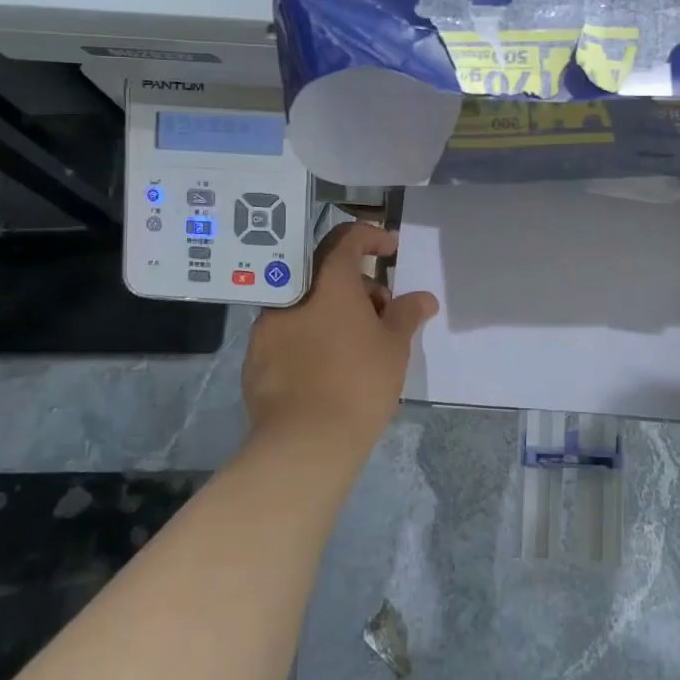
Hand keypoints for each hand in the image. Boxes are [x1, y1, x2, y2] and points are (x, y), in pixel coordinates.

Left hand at [242, 222, 438, 457]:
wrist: (304, 441)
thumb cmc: (359, 381)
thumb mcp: (395, 345)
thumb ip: (407, 313)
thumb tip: (423, 298)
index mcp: (328, 281)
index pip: (347, 238)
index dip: (372, 237)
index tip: (391, 251)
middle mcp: (291, 294)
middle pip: (326, 271)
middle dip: (358, 283)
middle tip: (383, 311)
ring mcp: (267, 326)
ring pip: (306, 303)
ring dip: (333, 310)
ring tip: (358, 342)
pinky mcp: (255, 358)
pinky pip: (289, 333)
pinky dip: (311, 336)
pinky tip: (328, 367)